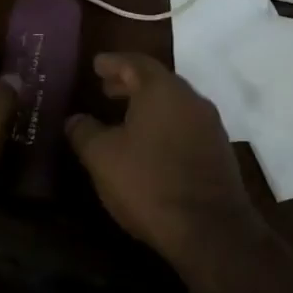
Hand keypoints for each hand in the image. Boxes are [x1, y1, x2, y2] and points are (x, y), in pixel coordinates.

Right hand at [65, 52, 259, 260]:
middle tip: (106, 89)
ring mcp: (209, 125)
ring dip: (148, 105)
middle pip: (157, 81)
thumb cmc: (149, 182)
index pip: (135, 62)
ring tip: (123, 118)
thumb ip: (84, 131)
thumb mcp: (102, 157)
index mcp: (162, 89)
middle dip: (130, 83)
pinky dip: (164, 125)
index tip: (96, 64)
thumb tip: (74, 119)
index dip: (113, 62)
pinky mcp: (218, 151)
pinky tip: (149, 145)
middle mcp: (190, 98)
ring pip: (173, 104)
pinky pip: (185, 125)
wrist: (210, 229)